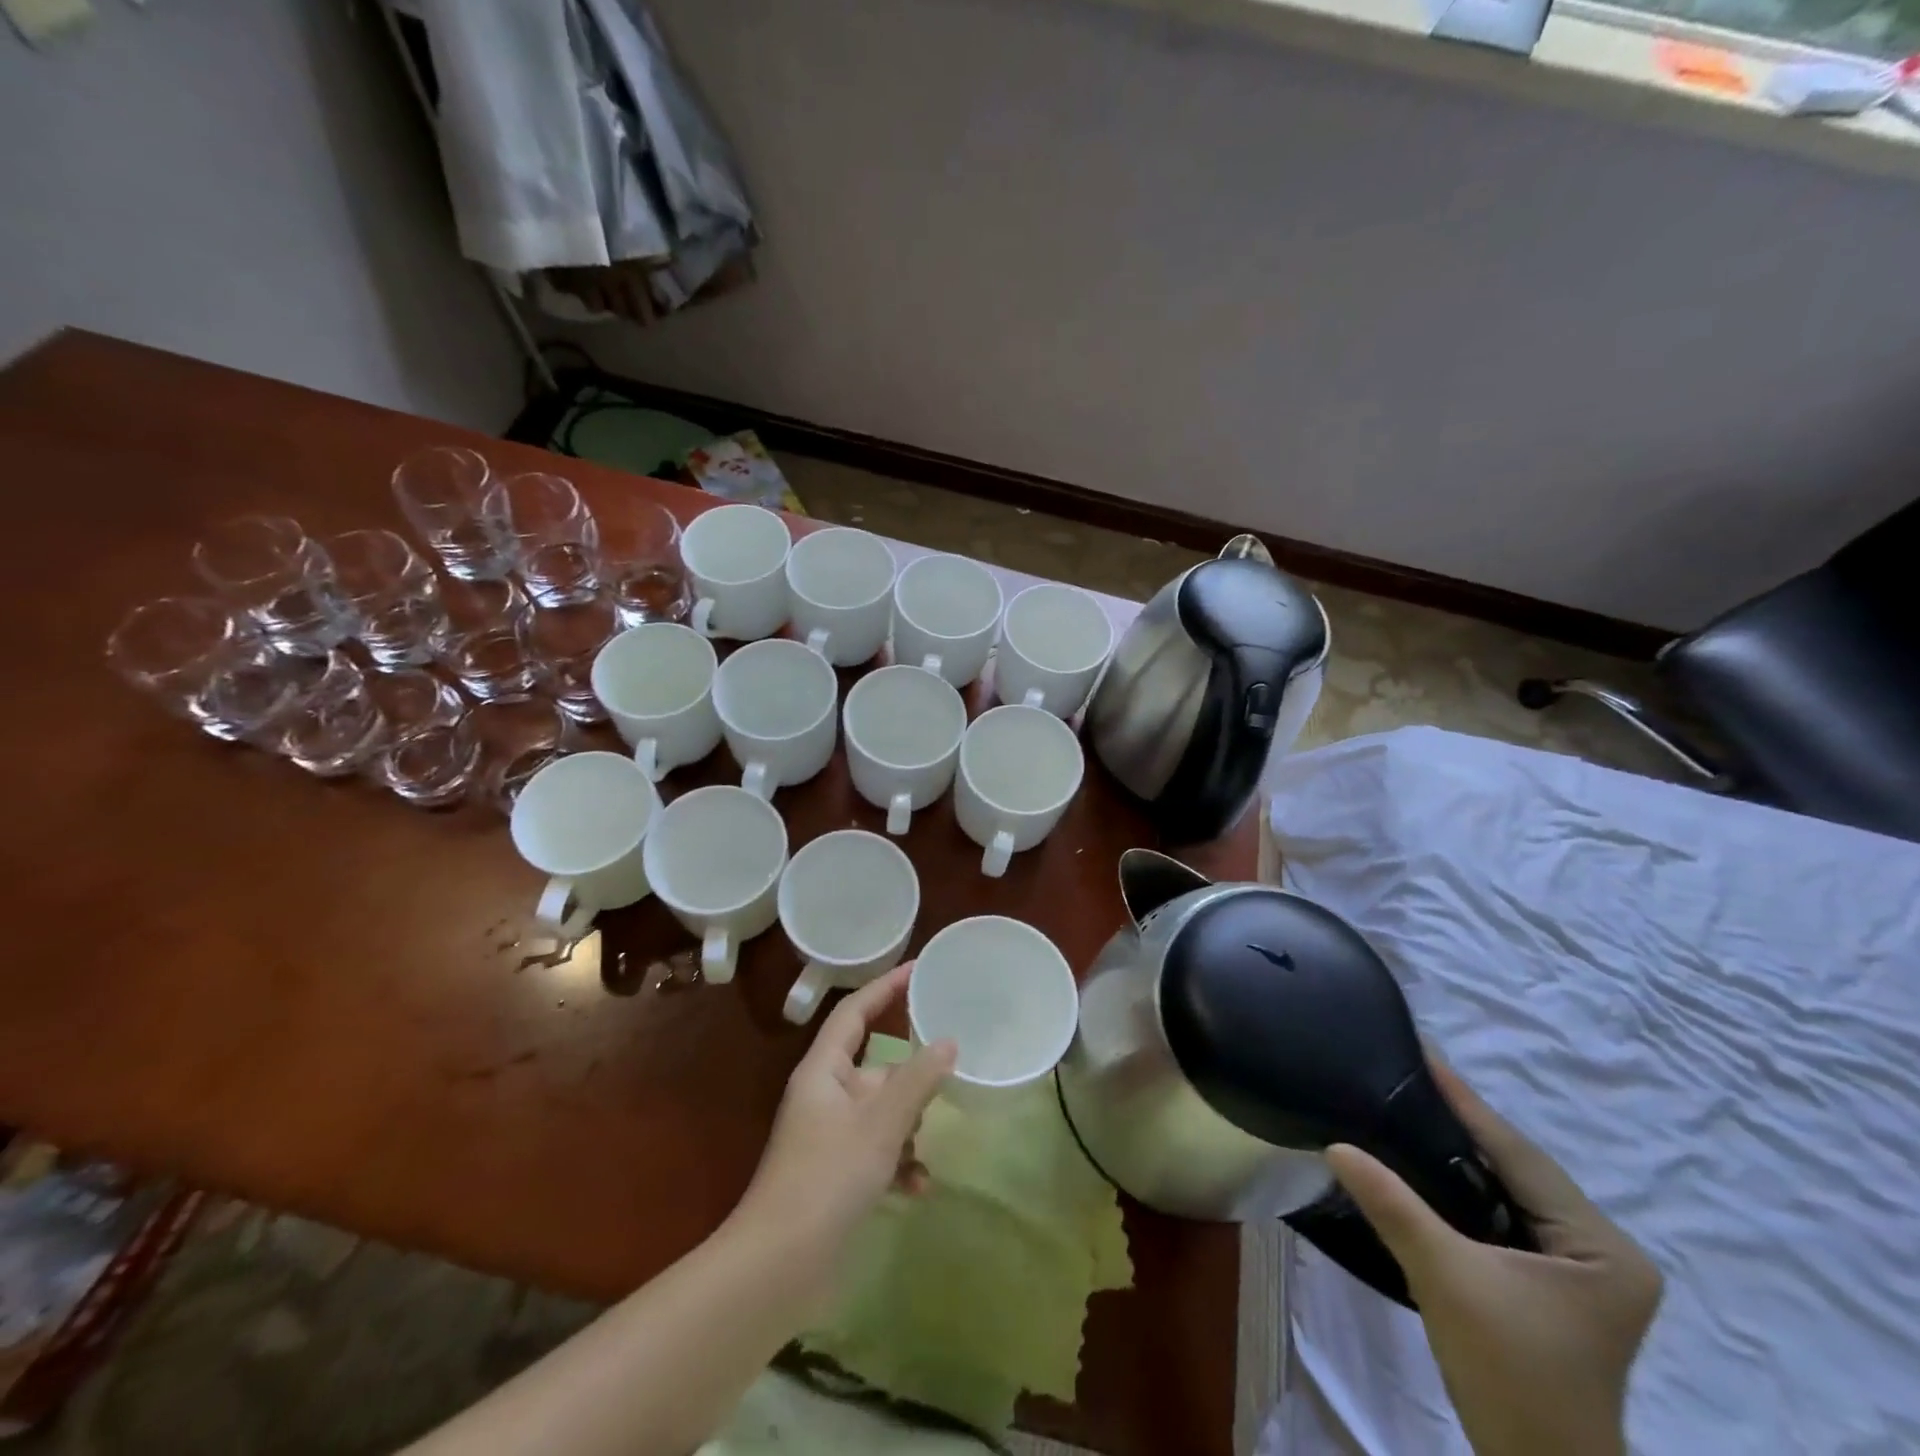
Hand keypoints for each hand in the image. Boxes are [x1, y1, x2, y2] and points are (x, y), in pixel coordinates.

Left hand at [732, 964, 955, 1281]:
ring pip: (882, 1112)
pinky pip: (877, 1152)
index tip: (920, 969)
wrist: (778, 1268)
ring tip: (926, 1146)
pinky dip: (899, 1163)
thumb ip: (918, 1080)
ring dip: (908, 1127)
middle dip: (911, 1077)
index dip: (886, 987)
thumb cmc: (827, 1178)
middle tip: (948, 1073)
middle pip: (876, 1066)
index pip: (855, 1012)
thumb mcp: (881, 1123)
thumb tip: (949, 1042)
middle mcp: (824, 1095)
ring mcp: (829, 1136)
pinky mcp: (836, 1173)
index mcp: (823, 1070)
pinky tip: (918, 1187)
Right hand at [1326, 1060, 1661, 1455]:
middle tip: (1405, 1073)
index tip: (1423, 1053)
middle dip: (1461, 1123)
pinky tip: (1424, 1163)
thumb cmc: (1508, 1375)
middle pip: (1517, 1168)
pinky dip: (1463, 1185)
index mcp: (1602, 1246)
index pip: (1520, 1156)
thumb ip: (1393, 1205)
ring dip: (1459, 1153)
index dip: (1466, 1103)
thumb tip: (1336, 1144)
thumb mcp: (1446, 1279)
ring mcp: (1582, 1269)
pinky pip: (1502, 1211)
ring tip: (1407, 1103)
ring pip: (1508, 1188)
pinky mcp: (1555, 1283)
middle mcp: (1603, 1249)